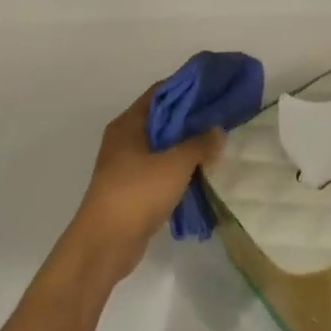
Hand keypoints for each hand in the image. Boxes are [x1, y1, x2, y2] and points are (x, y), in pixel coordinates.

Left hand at [64, 90, 222, 280]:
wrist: (106, 242)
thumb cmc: (137, 192)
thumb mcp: (176, 163)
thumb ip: (200, 143)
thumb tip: (218, 130)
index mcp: (129, 124)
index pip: (161, 93)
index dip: (189, 88)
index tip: (216, 88)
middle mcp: (125, 139)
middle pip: (164, 118)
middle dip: (193, 117)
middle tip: (224, 115)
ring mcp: (128, 165)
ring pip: (164, 145)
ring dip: (188, 144)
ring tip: (220, 141)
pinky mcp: (134, 188)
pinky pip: (162, 168)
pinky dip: (181, 166)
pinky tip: (204, 170)